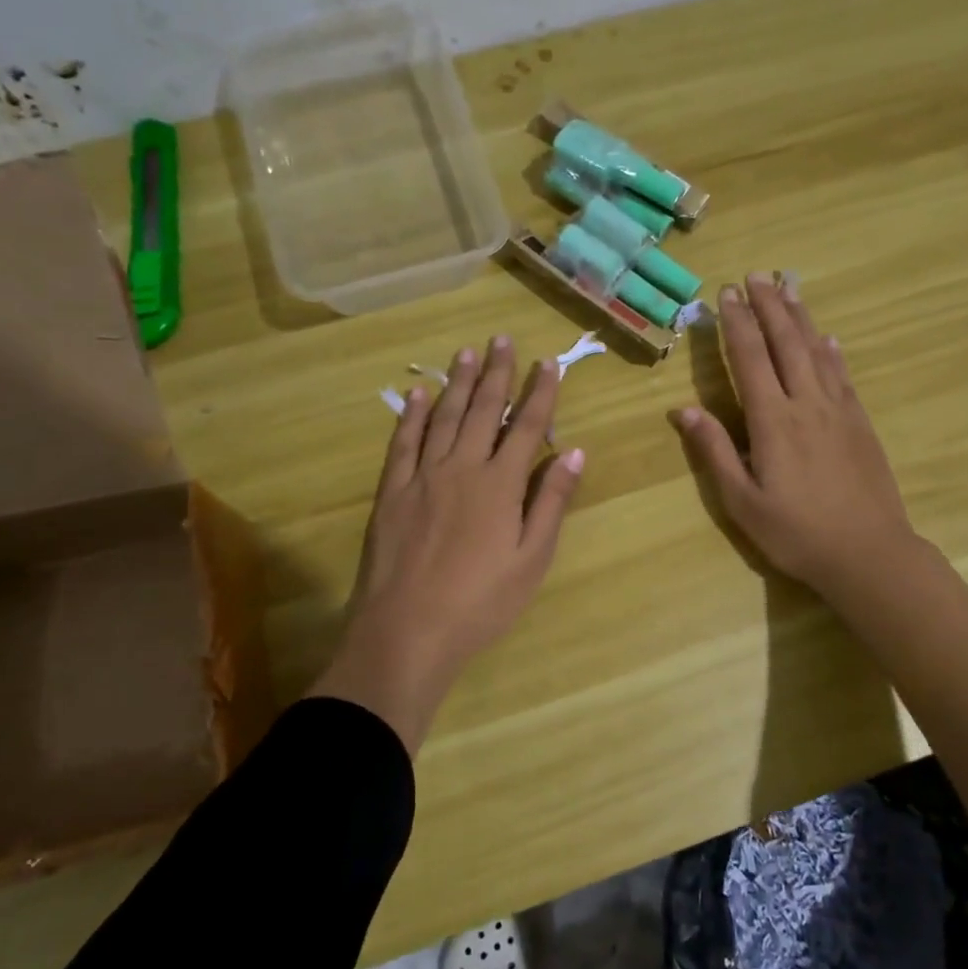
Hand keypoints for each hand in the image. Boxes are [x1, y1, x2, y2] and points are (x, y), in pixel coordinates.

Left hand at [312, 337, 583, 753]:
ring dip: (456, 383)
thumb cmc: (481, 602)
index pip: (526, 426)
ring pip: (442, 418)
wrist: (408, 630)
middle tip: (501, 339)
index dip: (540, 393)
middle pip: (482, 410)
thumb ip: (551, 502)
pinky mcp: (392, 491)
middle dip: (496, 373)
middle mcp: (462, 467)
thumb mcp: (531, 559)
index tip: (548, 363)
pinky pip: (403, 442)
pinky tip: (417, 395)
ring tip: (466, 353)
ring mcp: (422, 476)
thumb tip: (575, 453)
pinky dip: (411, 416)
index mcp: (500, 484)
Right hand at [673, 274, 919, 607]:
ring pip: (816, 351)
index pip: (749, 359)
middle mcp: (806, 403)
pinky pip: (842, 375)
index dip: (736, 324)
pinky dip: (831, 351)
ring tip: (788, 286)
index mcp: (772, 421)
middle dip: (768, 306)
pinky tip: (827, 338)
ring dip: (800, 317)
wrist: (868, 553)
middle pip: (785, 342)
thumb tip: (682, 411)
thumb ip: (713, 452)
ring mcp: (838, 410)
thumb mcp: (741, 501)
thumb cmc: (795, 532)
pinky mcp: (860, 423)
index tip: (726, 294)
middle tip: (756, 275)